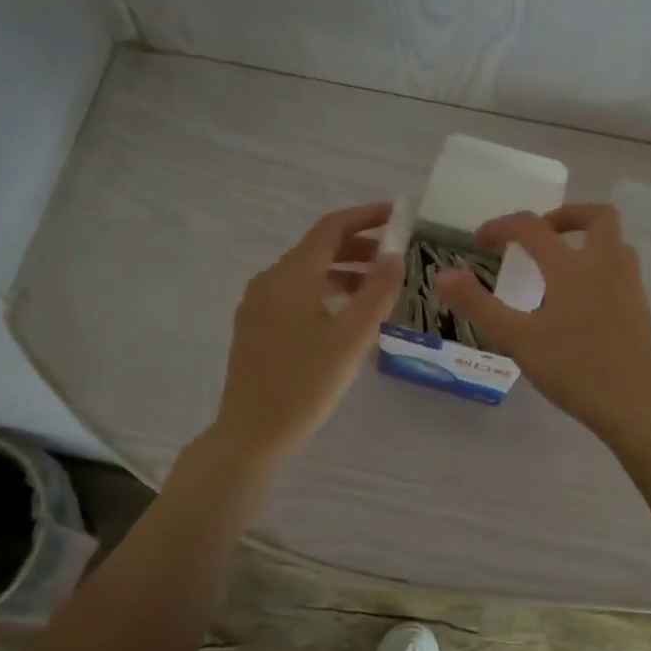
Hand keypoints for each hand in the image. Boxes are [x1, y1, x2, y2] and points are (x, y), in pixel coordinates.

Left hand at [208, 202, 401, 465]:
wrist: (252, 434)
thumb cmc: (306, 384)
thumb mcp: (352, 337)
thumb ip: (377, 291)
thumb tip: (395, 253)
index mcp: (292, 276)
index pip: (331, 228)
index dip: (366, 217)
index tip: (397, 216)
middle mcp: (270, 280)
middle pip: (318, 248)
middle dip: (358, 246)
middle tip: (395, 257)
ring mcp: (258, 304)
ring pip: (306, 273)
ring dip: (343, 271)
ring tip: (377, 290)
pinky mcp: (255, 327)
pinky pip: (295, 294)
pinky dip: (325, 291)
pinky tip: (345, 316)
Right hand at [435, 203, 650, 448]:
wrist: (635, 406)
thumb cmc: (573, 370)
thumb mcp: (517, 339)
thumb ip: (478, 304)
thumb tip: (442, 275)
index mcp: (572, 268)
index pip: (532, 227)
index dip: (501, 227)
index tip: (480, 243)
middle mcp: (606, 265)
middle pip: (597, 216)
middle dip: (564, 215)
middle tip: (538, 236)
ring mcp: (630, 286)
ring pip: (615, 242)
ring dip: (586, 240)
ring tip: (559, 265)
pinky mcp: (640, 308)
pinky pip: (621, 268)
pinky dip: (599, 266)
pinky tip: (581, 300)